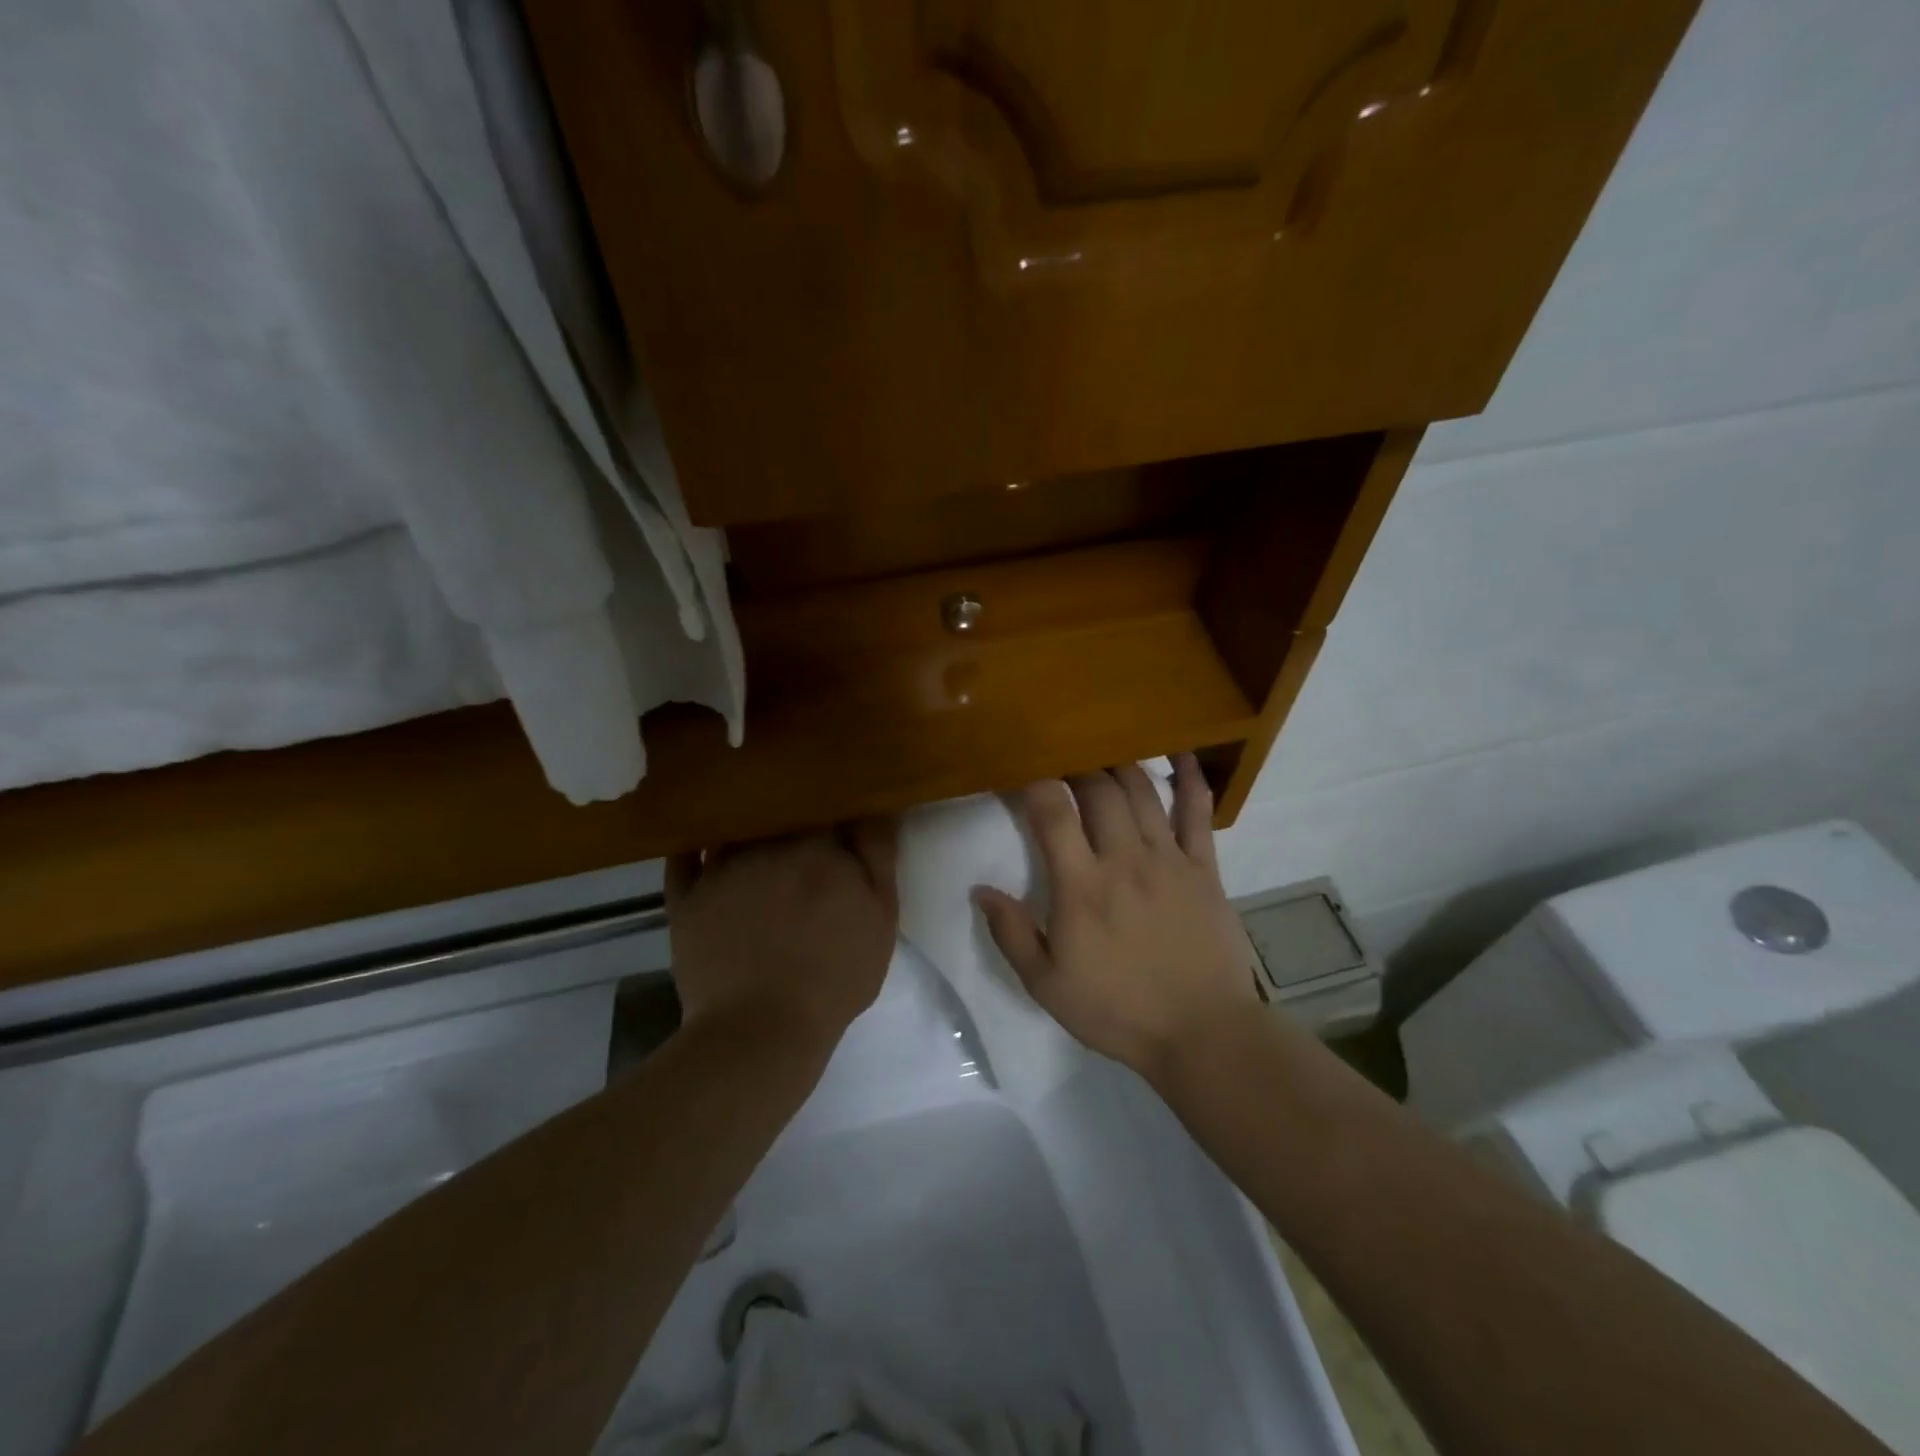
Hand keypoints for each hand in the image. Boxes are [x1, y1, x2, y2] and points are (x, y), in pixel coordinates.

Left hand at [666, 821, 898, 1055]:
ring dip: (742, 825)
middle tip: (794, 825)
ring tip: (748, 830)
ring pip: (733, 829)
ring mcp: (720, 871)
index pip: (823, 805)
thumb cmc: (835, 973)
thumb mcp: (880, 915)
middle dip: (786, 813)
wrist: (762, 1028)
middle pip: (776, 812)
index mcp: (816, 845)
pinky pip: (683, 861)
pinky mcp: (686, 900)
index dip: (830, 807)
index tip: (834, 816)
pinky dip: (691, 848)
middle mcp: (765, 845)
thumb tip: (876, 807)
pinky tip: (699, 844)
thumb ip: (878, 855)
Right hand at [973, 756, 1259, 1081]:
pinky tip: (1180, 754)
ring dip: (1120, 764)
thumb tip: (980, 890)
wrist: (1201, 1033)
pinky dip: (1190, 779)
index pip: (1052, 813)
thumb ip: (1012, 934)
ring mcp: (1169, 859)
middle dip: (1076, 765)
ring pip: (1142, 792)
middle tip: (1063, 760)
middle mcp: (1124, 859)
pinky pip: (1197, 813)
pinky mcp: (1204, 868)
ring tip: (1104, 751)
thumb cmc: (1118, 1010)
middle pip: (1098, 790)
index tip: (1021, 772)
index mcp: (1081, 886)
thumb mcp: (1047, 985)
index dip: (1034, 783)